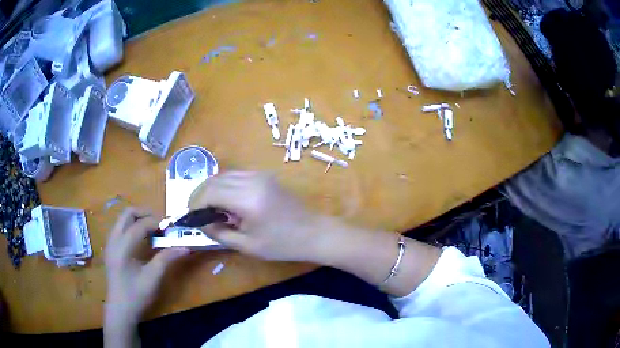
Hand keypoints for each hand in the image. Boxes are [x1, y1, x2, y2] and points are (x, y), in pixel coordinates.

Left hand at [104, 207, 188, 324]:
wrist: (120, 309)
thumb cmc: (136, 295)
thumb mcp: (153, 278)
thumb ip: (167, 259)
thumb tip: (185, 247)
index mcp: (122, 247)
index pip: (140, 225)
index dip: (156, 222)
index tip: (171, 227)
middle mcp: (114, 240)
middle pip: (128, 213)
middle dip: (145, 213)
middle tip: (161, 223)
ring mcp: (110, 243)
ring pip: (123, 219)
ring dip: (138, 219)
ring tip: (153, 230)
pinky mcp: (111, 248)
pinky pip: (121, 228)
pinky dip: (132, 227)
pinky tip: (142, 240)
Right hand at [189, 171, 332, 261]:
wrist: (313, 232)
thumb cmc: (282, 245)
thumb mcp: (247, 245)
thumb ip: (219, 232)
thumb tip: (200, 222)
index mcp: (247, 199)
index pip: (210, 192)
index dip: (195, 203)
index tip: (189, 216)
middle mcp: (252, 180)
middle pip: (214, 180)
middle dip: (200, 194)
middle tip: (195, 212)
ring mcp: (259, 175)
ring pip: (224, 175)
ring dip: (211, 188)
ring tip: (207, 207)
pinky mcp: (264, 176)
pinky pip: (236, 176)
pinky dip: (224, 185)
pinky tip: (224, 200)